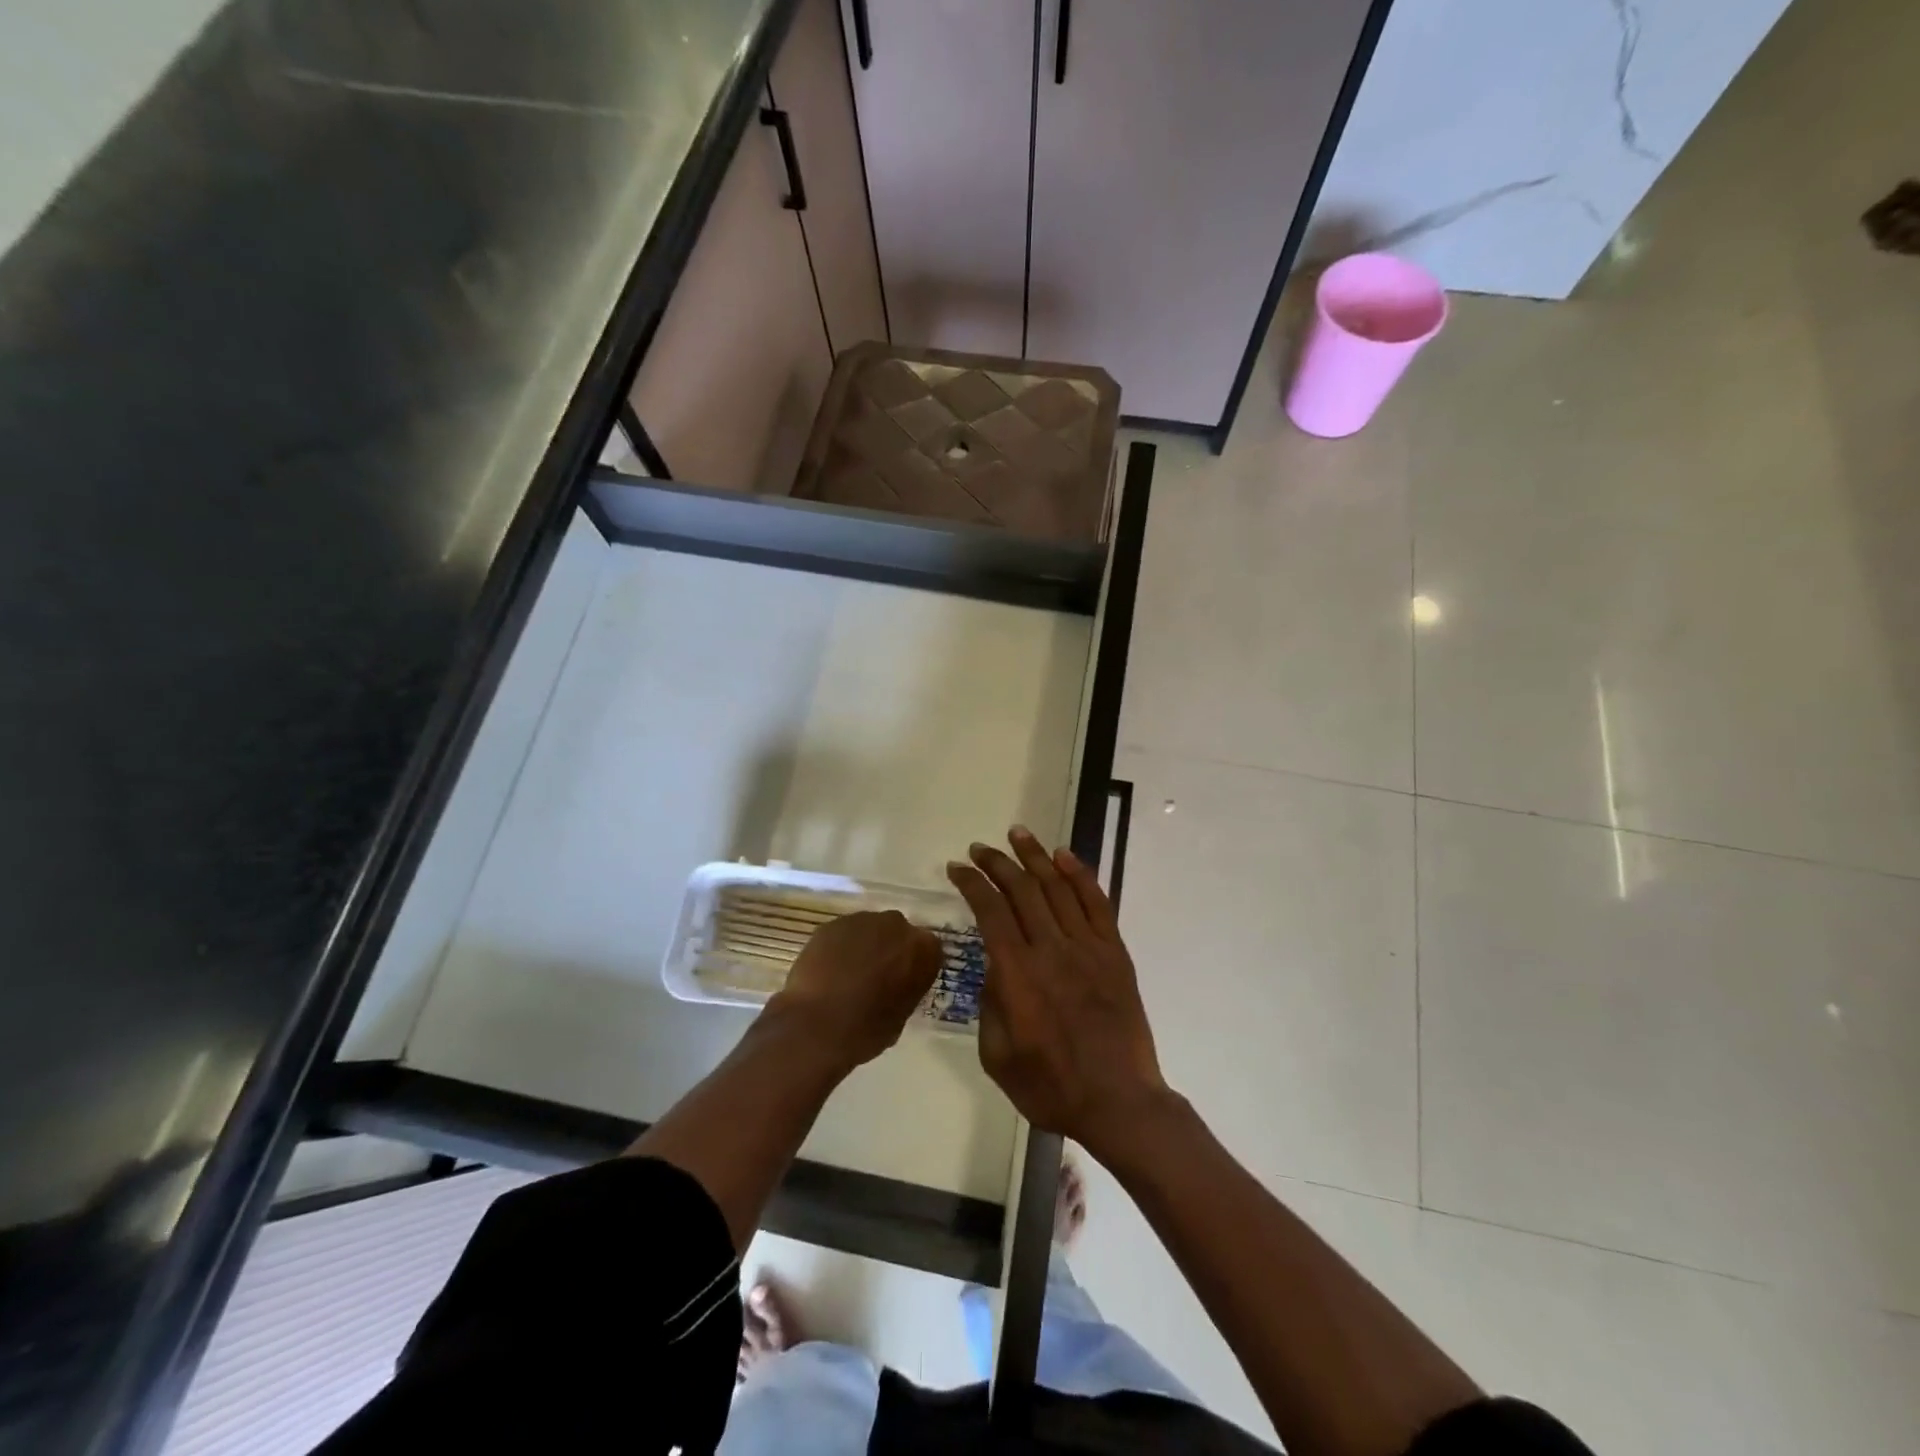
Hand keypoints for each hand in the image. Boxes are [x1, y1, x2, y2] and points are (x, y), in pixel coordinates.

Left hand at [767, 911, 942, 1071]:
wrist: (817, 1025)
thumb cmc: (867, 1029)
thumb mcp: (901, 1015)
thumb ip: (905, 990)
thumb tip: (895, 986)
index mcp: (923, 949)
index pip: (928, 950)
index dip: (914, 966)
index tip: (903, 982)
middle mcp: (897, 924)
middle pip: (897, 933)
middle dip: (889, 949)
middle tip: (875, 976)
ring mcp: (862, 920)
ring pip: (868, 930)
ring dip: (864, 946)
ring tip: (847, 975)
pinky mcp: (832, 923)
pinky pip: (842, 934)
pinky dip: (839, 948)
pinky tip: (828, 971)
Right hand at [946, 828, 1169, 1161]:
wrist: (1119, 1102)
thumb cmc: (1050, 1087)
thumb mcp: (996, 1056)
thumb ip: (988, 1004)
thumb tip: (992, 967)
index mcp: (1018, 974)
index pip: (990, 911)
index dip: (972, 884)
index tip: (958, 868)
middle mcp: (1051, 949)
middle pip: (1021, 890)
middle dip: (997, 863)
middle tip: (980, 848)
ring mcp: (1087, 947)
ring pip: (1058, 887)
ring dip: (1035, 856)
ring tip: (1018, 834)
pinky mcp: (1114, 952)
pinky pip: (1096, 903)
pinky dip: (1080, 875)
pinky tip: (1064, 856)